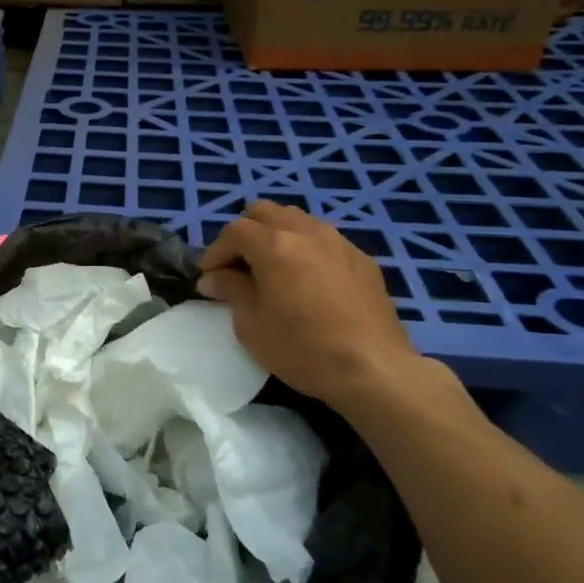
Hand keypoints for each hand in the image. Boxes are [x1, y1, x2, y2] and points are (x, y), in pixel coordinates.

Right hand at [196, 202, 424, 413]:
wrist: (374, 370)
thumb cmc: (303, 349)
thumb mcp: (251, 325)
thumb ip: (230, 291)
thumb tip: (213, 278)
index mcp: (275, 245)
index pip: (233, 232)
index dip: (215, 252)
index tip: (208, 277)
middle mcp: (306, 231)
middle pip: (264, 212)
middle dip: (244, 234)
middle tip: (239, 267)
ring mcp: (338, 241)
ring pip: (296, 220)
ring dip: (276, 236)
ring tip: (272, 269)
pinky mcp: (362, 258)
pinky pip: (324, 240)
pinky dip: (306, 249)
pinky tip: (308, 281)